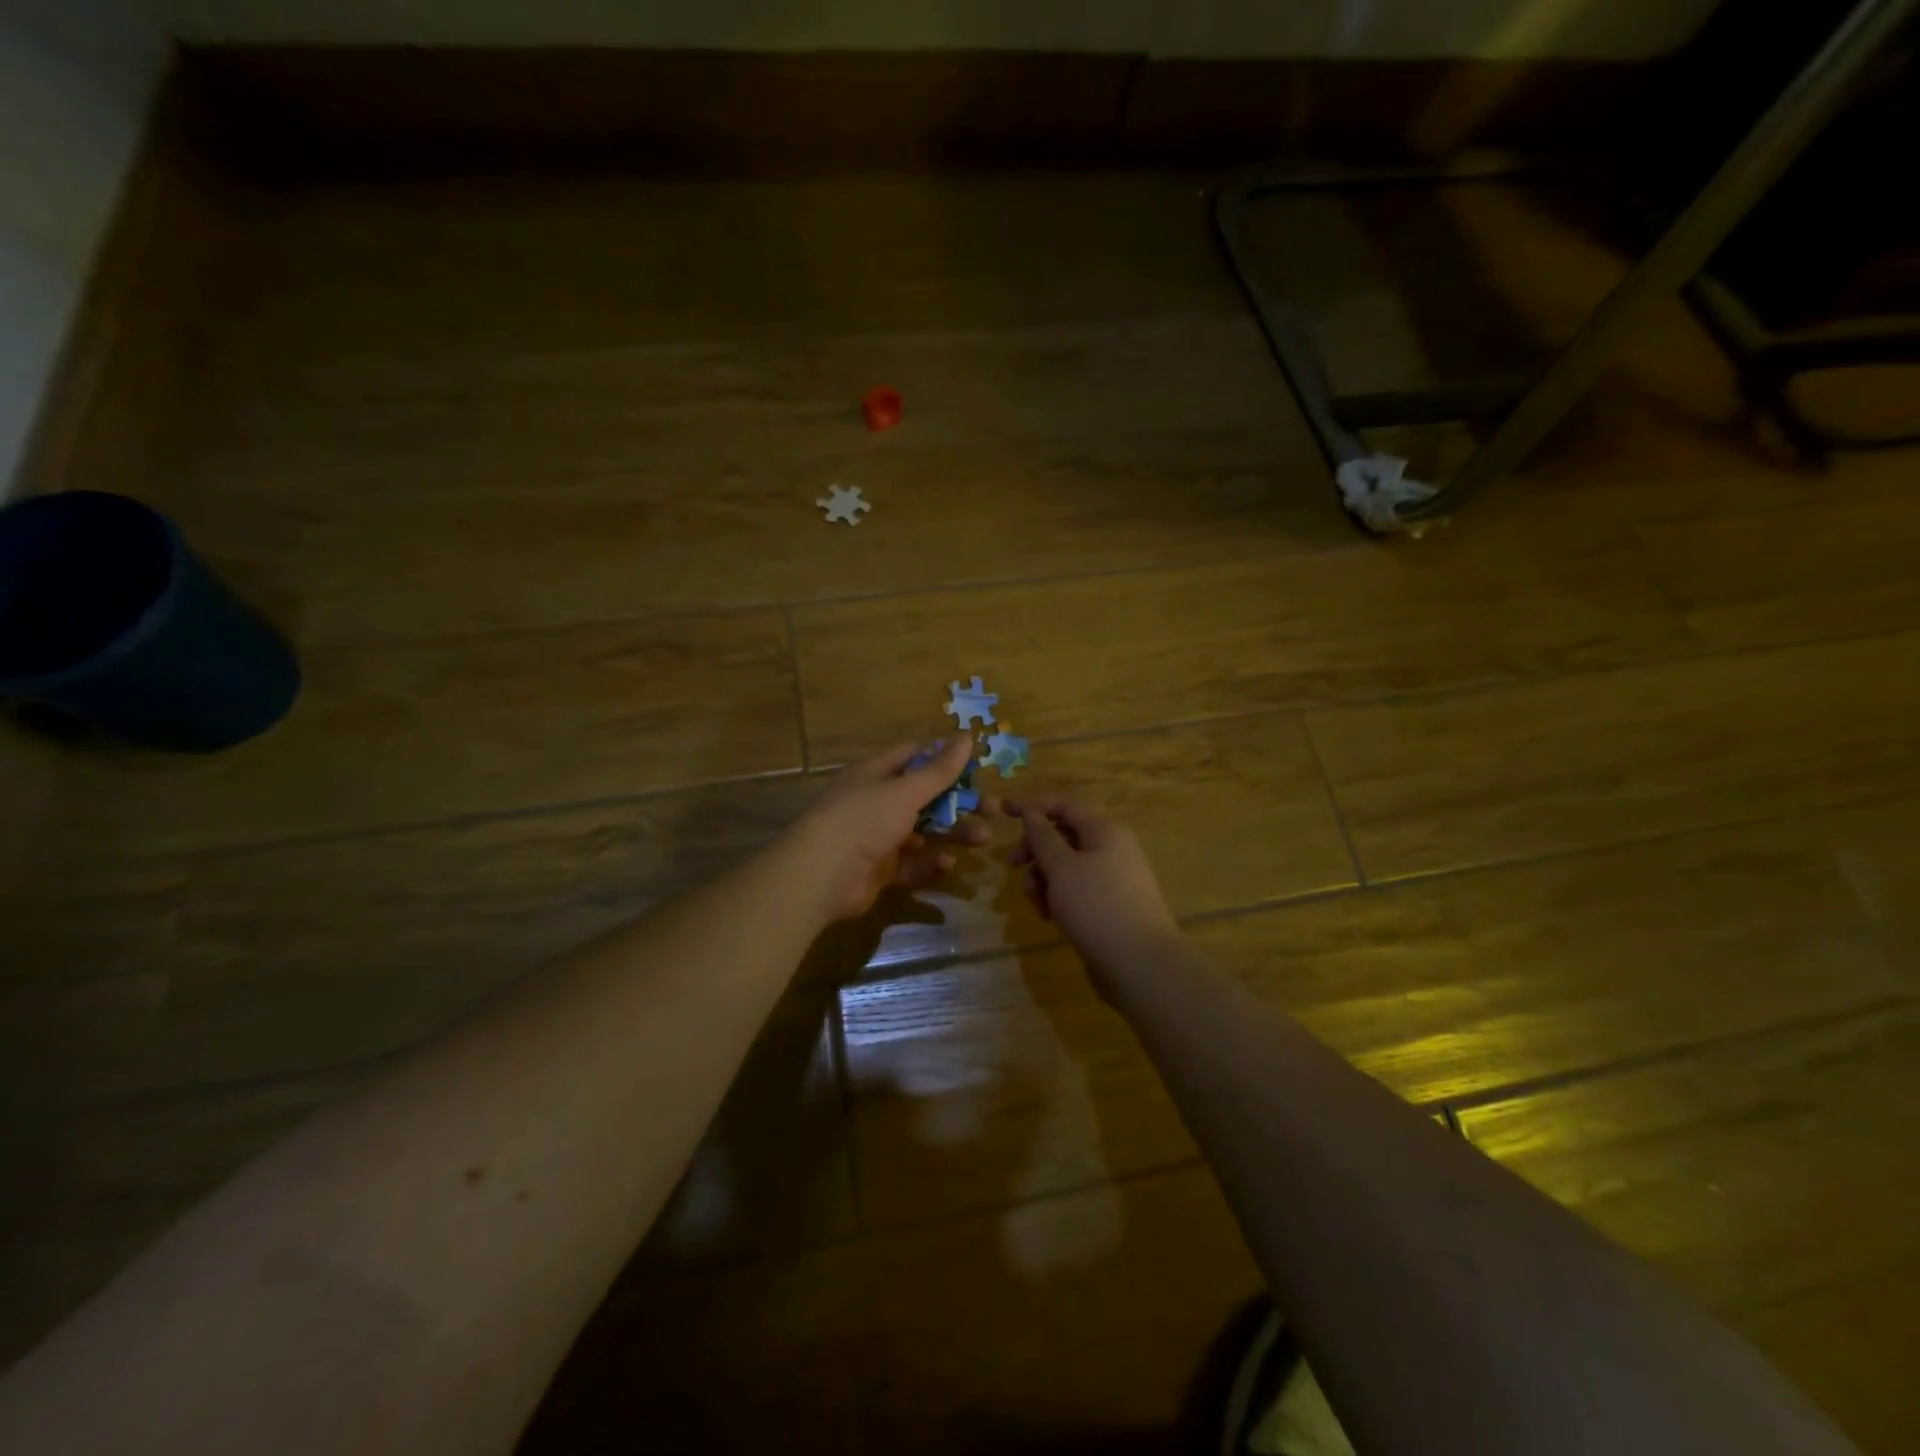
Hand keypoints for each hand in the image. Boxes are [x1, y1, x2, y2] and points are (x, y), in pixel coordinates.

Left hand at [789, 737, 993, 921]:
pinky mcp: (880, 869)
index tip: (977, 767)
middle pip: (926, 797)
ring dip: (953, 833)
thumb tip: (966, 736)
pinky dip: (931, 863)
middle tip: (994, 810)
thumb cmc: (864, 819)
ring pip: (924, 831)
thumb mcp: (906, 791)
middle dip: (959, 803)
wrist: (822, 875)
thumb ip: (939, 769)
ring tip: (983, 839)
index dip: (945, 759)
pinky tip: (949, 864)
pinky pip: (912, 863)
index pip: (914, 757)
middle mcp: (877, 802)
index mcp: (877, 774)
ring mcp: (878, 837)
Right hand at [1009, 796, 1180, 986]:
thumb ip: (1042, 836)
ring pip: (1067, 867)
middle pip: (1063, 837)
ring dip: (1043, 878)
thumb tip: (1031, 811)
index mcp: (1104, 831)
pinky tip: (1049, 917)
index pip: (1063, 806)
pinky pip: (1077, 891)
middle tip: (1012, 866)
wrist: (1140, 964)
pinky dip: (1058, 898)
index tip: (1002, 812)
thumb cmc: (1096, 906)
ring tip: (1035, 902)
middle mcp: (1111, 849)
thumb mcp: (1062, 867)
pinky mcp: (1110, 906)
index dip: (1032, 805)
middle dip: (1035, 850)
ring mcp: (1113, 879)